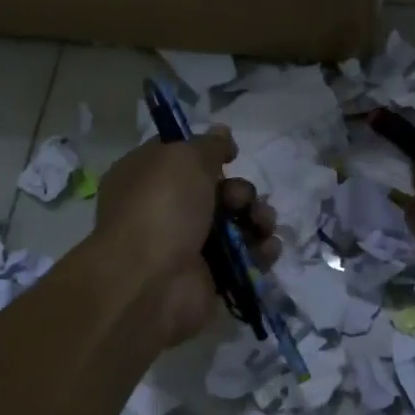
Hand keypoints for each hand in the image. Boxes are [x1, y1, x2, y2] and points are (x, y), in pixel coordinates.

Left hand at [96, 129, 279, 347]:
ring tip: (263, 224)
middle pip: (217, 191)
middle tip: (240, 200)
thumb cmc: (161, 208)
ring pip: (236, 223)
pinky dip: (260, 250)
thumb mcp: (184, 158)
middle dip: (240, 192)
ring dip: (258, 218)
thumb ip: (208, 145)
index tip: (233, 153)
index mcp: (146, 176)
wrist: (151, 282)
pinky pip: (244, 257)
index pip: (181, 157)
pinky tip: (268, 248)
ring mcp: (187, 246)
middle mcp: (164, 210)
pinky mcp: (210, 276)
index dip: (208, 152)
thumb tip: (222, 132)